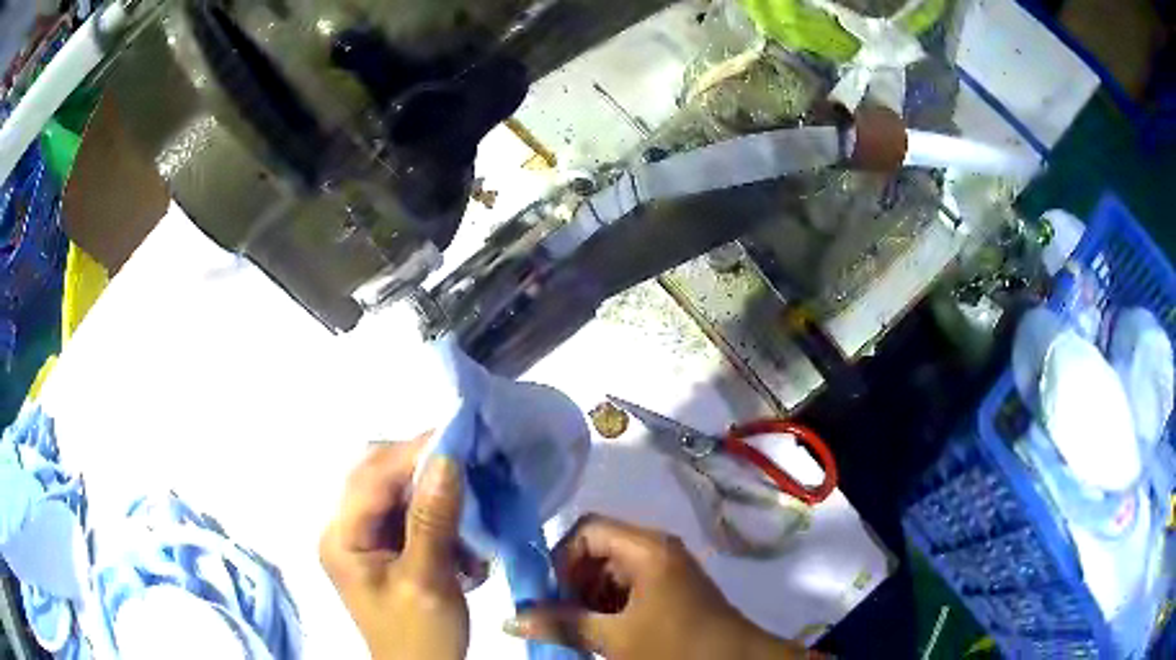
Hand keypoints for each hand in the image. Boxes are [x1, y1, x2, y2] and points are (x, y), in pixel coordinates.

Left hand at [320, 436, 467, 659]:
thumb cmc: (419, 635)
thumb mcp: (427, 580)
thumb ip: (432, 519)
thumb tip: (447, 459)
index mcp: (342, 538)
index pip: (371, 478)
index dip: (412, 453)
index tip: (458, 439)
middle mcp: (344, 530)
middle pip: (378, 477)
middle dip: (422, 470)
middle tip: (468, 466)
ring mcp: (362, 538)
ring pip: (396, 493)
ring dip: (434, 496)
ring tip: (469, 511)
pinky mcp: (383, 548)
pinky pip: (407, 515)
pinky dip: (436, 517)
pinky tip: (460, 538)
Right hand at [503, 515, 806, 659]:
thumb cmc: (676, 644)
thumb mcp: (615, 638)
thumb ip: (563, 624)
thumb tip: (511, 618)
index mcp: (645, 547)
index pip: (587, 529)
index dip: (561, 557)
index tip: (550, 594)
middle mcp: (655, 549)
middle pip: (597, 550)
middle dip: (572, 582)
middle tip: (561, 616)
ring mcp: (665, 570)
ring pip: (611, 572)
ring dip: (588, 598)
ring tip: (580, 629)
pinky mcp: (670, 591)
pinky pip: (628, 588)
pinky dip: (608, 607)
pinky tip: (602, 633)